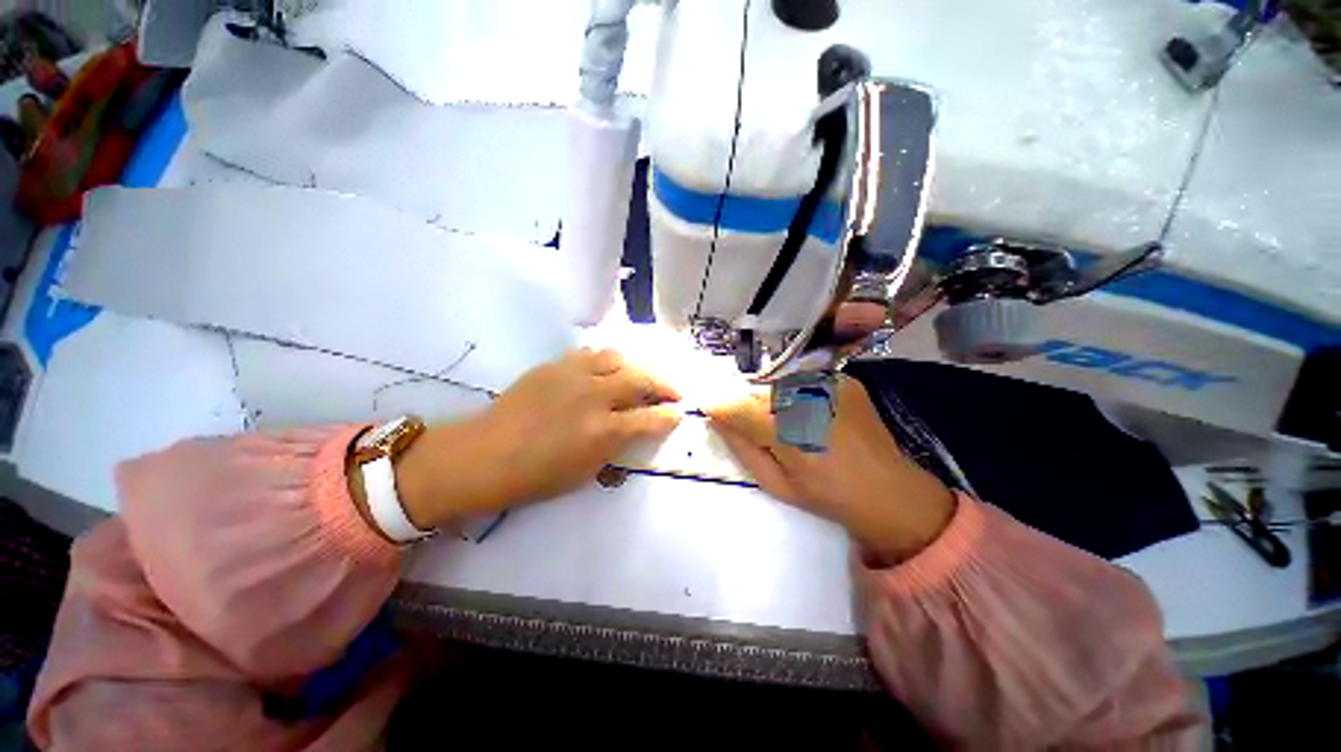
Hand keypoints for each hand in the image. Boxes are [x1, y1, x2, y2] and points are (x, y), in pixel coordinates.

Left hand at [394, 349, 681, 529]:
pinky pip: (591, 354)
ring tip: (642, 376)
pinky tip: (609, 370)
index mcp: (602, 431)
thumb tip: (635, 429)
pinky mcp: (555, 365)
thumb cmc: (535, 476)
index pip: (649, 418)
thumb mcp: (585, 472)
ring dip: (637, 367)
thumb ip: (616, 447)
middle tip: (673, 391)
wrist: (484, 455)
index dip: (669, 415)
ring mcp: (573, 375)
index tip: (679, 413)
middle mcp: (594, 397)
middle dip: (664, 385)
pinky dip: (608, 361)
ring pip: (618, 358)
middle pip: (641, 380)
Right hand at [706, 376, 954, 563]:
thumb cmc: (827, 496)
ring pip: (778, 382)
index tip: (706, 406)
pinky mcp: (844, 379)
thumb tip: (716, 417)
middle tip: (749, 424)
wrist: (890, 491)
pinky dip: (795, 394)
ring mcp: (831, 384)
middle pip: (757, 390)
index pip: (738, 407)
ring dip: (770, 399)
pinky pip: (803, 380)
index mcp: (792, 434)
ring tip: (783, 423)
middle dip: (744, 403)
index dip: (719, 404)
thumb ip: (742, 447)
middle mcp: (810, 399)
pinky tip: (807, 415)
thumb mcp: (776, 483)